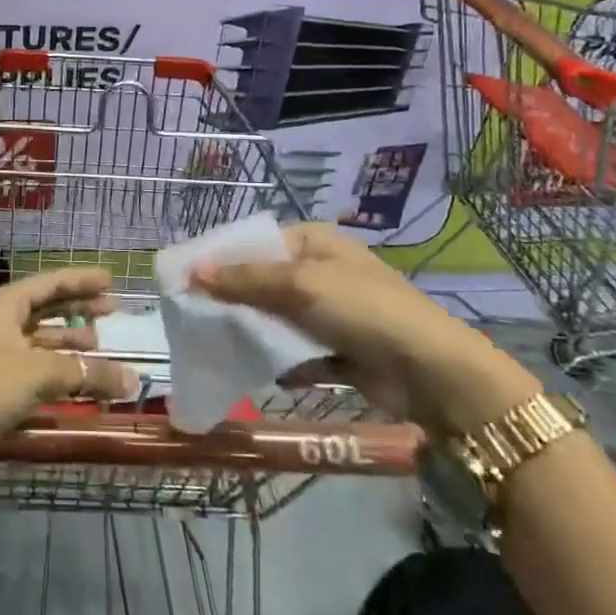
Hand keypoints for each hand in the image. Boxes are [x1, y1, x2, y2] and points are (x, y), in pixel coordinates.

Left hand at [0, 268, 141, 456]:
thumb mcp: (40, 372)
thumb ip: (87, 373)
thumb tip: (132, 381)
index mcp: (3, 305)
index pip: (49, 284)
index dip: (81, 281)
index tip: (111, 281)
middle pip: (46, 309)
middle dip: (79, 310)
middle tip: (114, 311)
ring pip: (40, 340)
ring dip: (70, 343)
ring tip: (101, 347)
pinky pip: (34, 366)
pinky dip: (58, 369)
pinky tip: (78, 378)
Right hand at [192, 223, 537, 437]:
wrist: (430, 371)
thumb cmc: (362, 309)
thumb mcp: (299, 285)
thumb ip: (244, 280)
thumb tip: (192, 272)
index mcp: (315, 242)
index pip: (257, 244)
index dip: (222, 259)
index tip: (185, 279)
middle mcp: (322, 272)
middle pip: (265, 281)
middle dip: (233, 298)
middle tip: (192, 314)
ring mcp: (332, 313)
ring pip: (278, 319)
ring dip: (254, 331)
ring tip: (213, 343)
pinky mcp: (340, 351)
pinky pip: (298, 353)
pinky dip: (281, 362)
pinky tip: (256, 372)